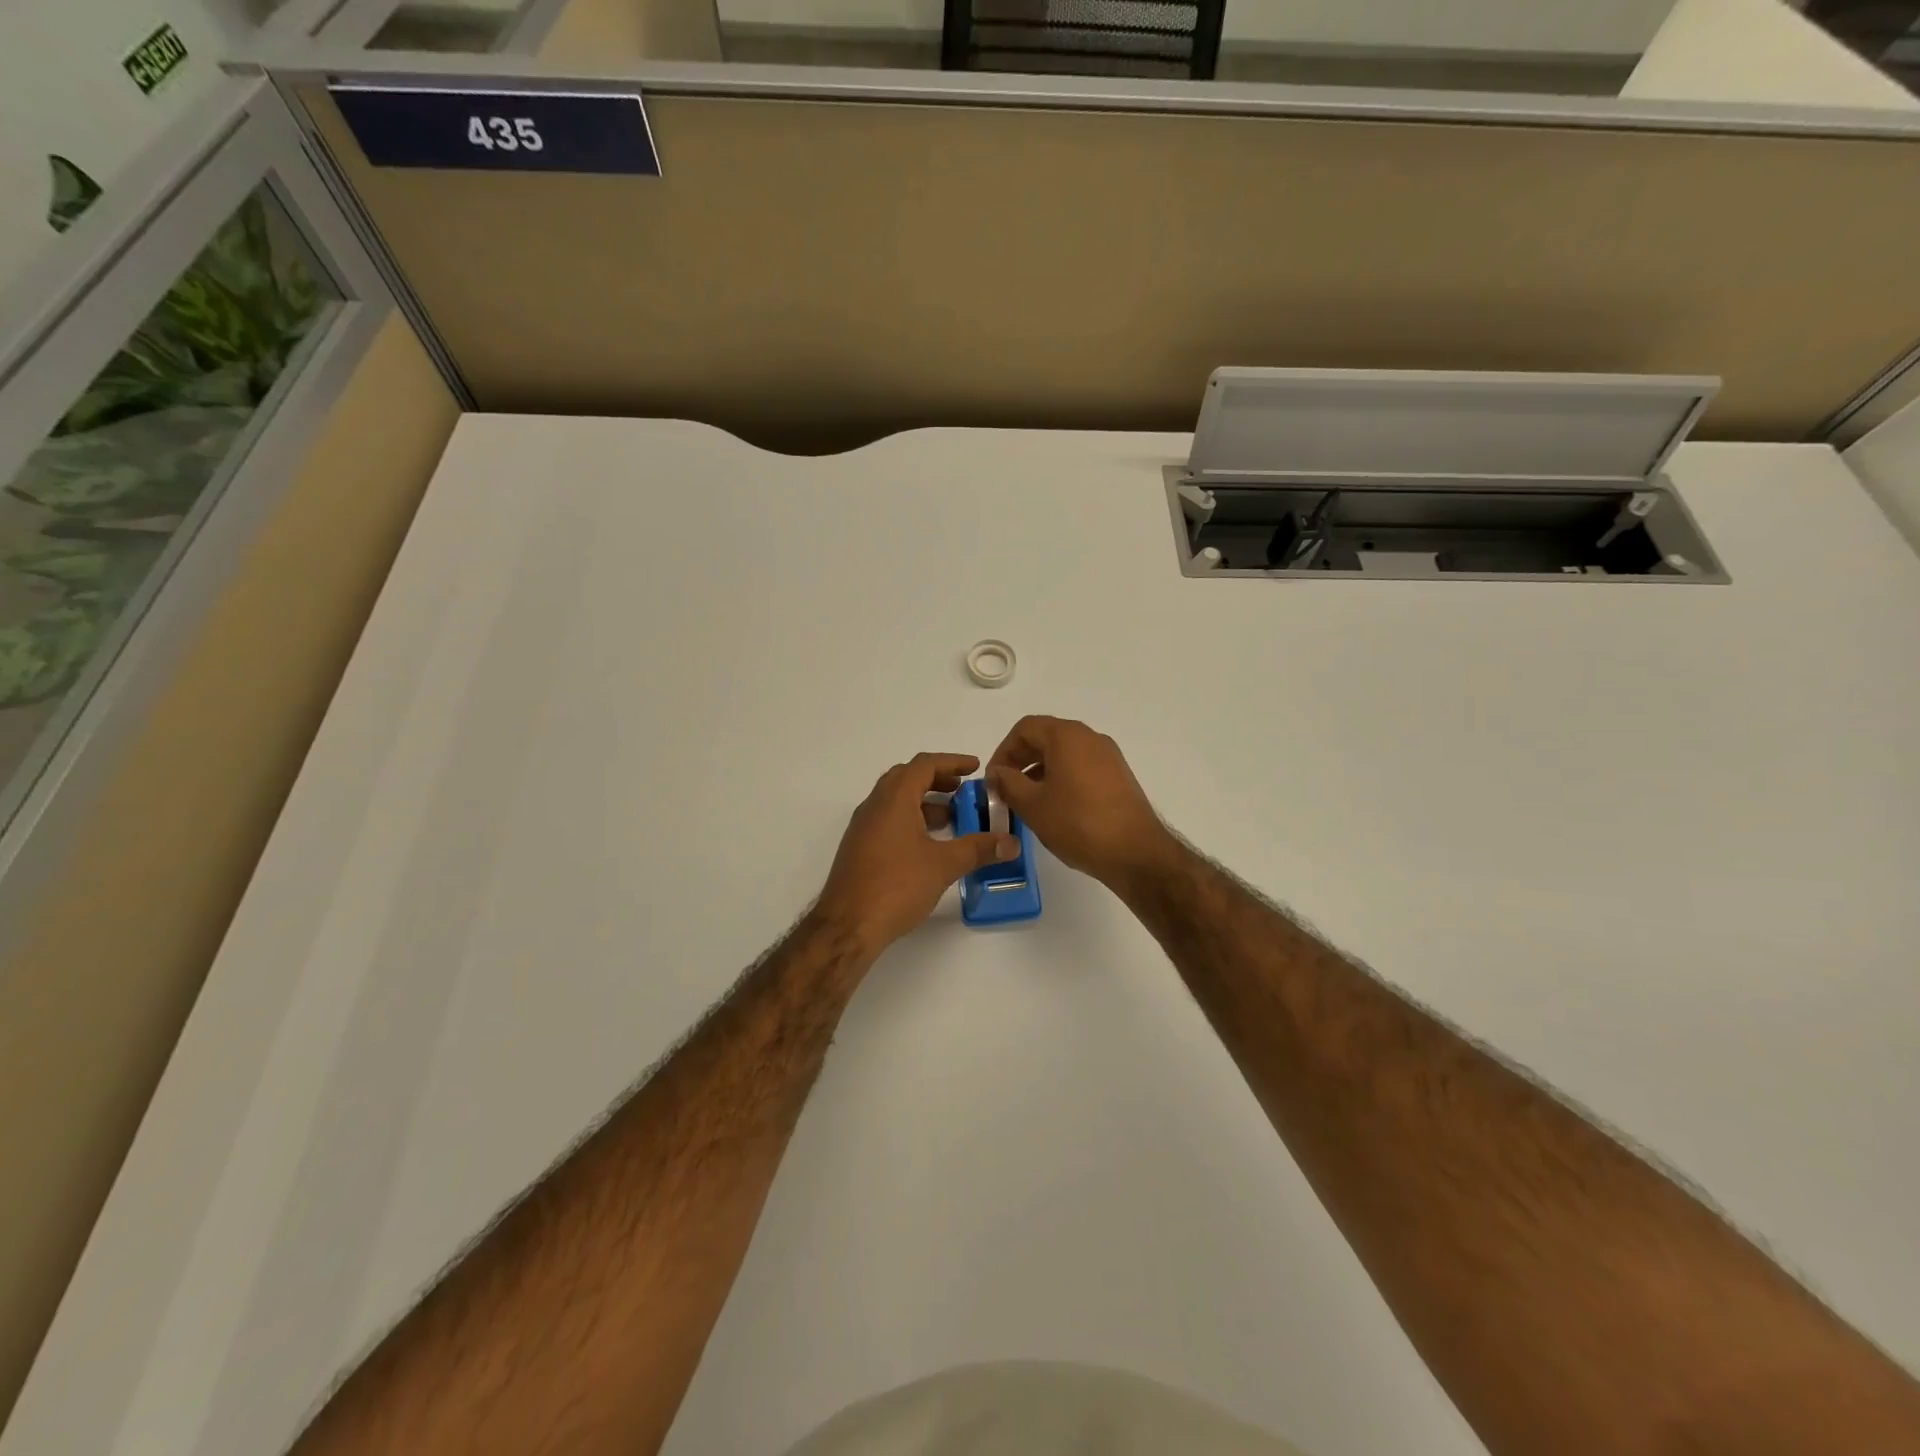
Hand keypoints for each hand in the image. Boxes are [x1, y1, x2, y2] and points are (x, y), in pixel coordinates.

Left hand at [814, 753, 1020, 952]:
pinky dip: (911, 820)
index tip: (975, 768)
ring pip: (896, 801)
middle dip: (937, 780)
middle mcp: (874, 806)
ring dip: (924, 802)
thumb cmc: (896, 886)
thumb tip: (1011, 842)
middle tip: (963, 791)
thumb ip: (978, 849)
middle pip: (907, 778)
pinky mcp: (859, 849)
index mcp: (893, 799)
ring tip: (952, 820)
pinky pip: (888, 821)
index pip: (924, 765)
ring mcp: (863, 828)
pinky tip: (928, 845)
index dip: (952, 762)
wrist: (847, 925)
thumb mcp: (943, 865)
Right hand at [987, 716, 1177, 891]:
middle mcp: (1090, 738)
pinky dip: (1062, 779)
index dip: (1003, 751)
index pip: (1025, 728)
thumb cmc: (1078, 824)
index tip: (994, 779)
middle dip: (1021, 760)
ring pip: (1064, 754)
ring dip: (1040, 771)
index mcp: (1067, 736)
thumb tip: (997, 773)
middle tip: (1005, 790)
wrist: (1136, 853)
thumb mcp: (1032, 805)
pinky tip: (1055, 808)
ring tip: (1027, 802)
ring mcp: (1108, 756)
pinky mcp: (1119, 777)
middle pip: (1046, 737)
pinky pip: (1082, 767)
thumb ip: (1008, 783)